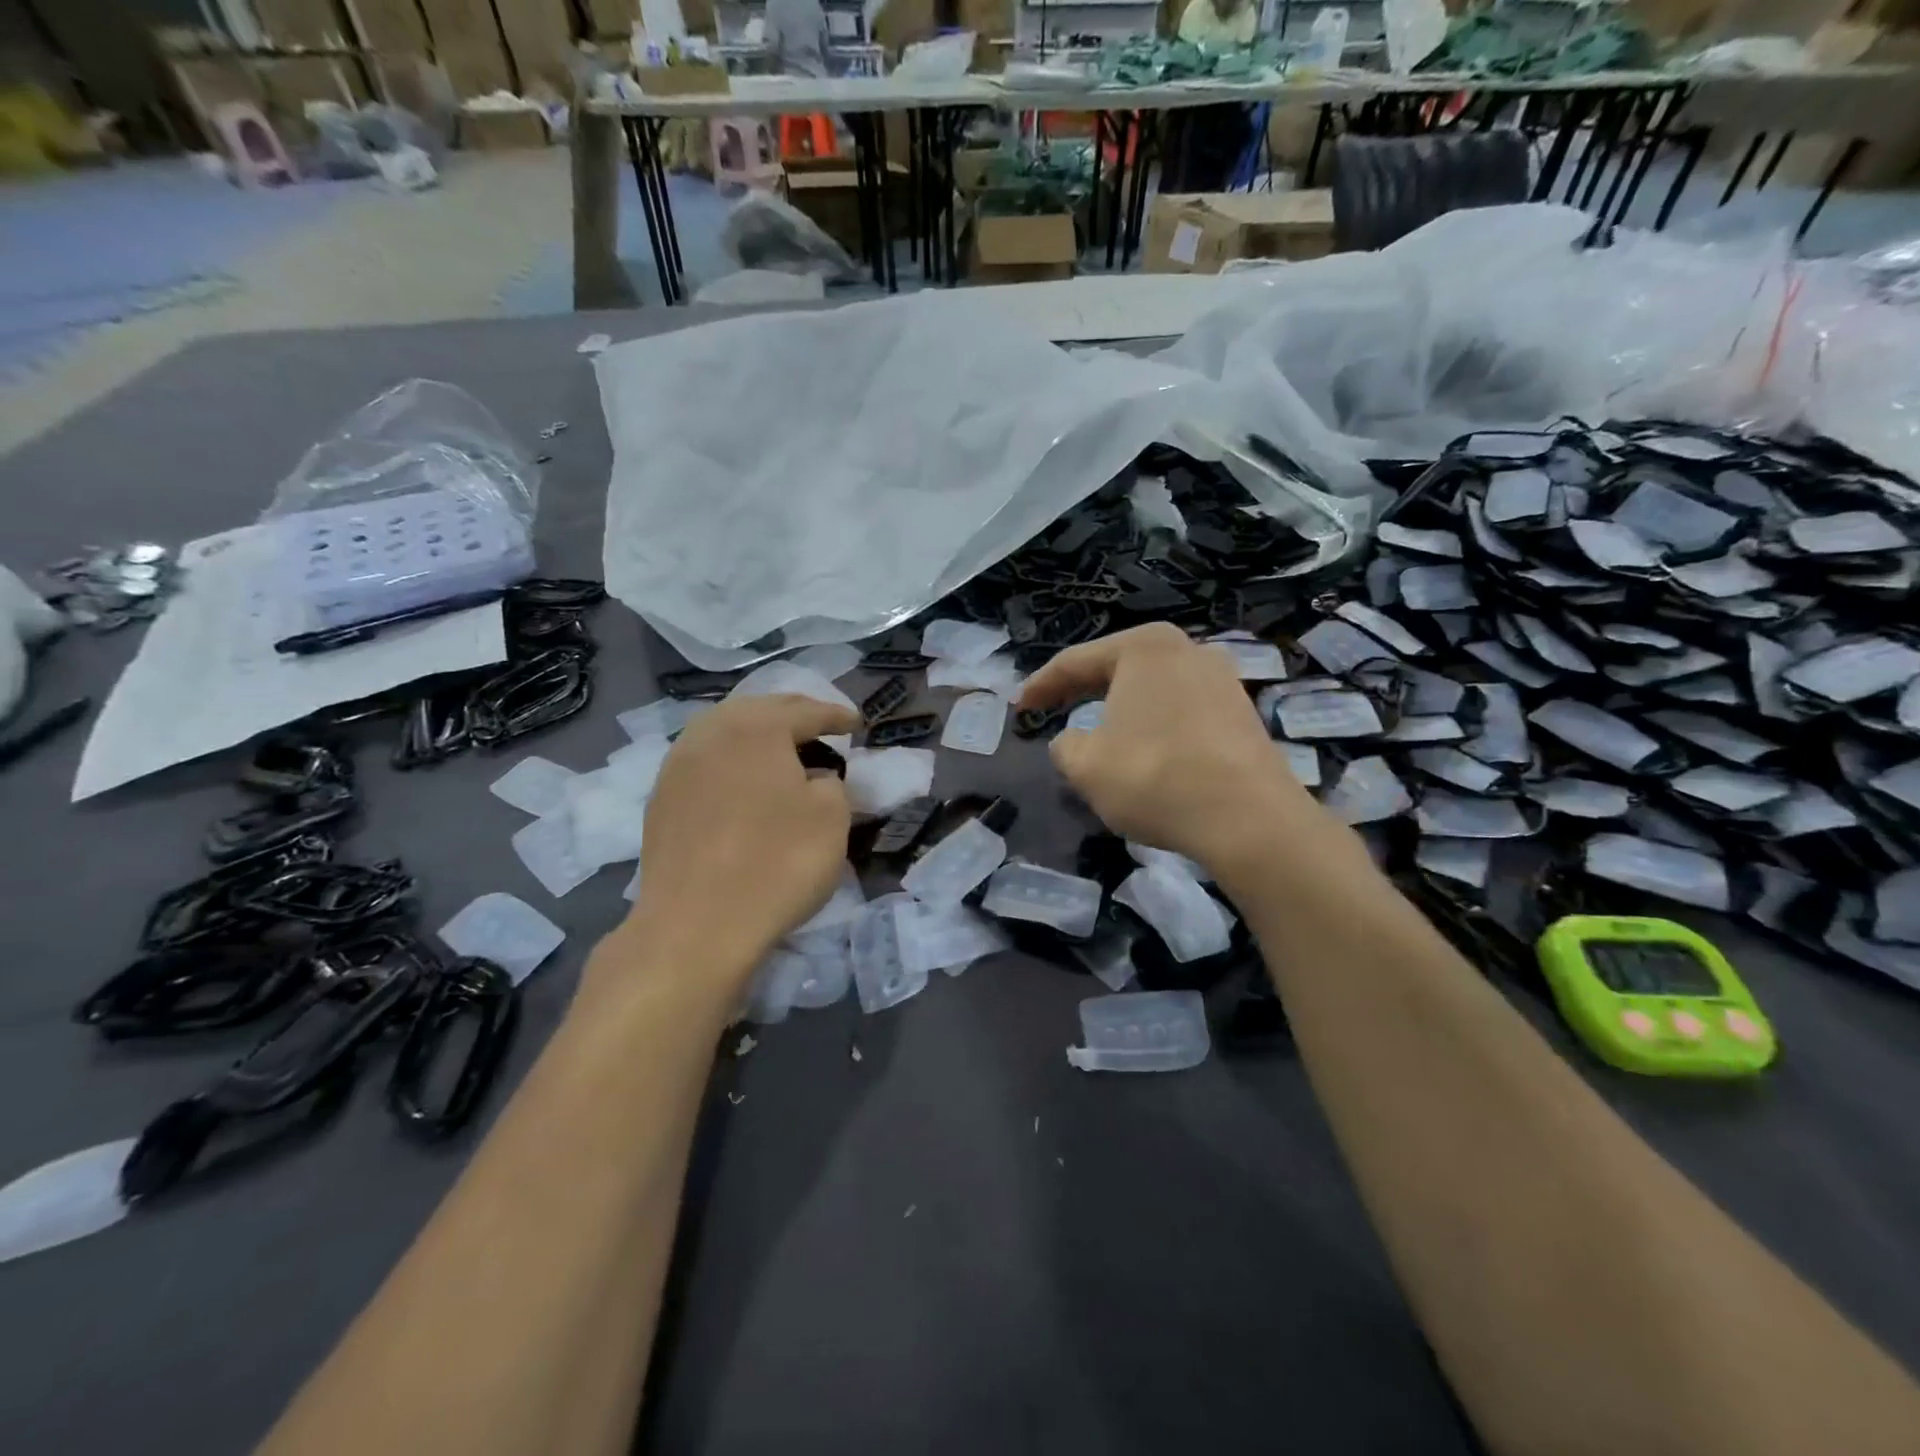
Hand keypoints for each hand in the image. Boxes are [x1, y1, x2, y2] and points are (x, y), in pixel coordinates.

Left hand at [629, 694, 857, 979]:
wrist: (695, 926)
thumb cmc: (776, 863)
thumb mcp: (831, 818)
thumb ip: (832, 783)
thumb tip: (814, 779)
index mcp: (756, 727)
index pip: (806, 711)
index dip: (836, 716)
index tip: (857, 723)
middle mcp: (710, 733)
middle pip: (758, 709)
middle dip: (793, 714)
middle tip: (819, 724)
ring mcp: (678, 765)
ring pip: (724, 732)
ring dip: (756, 734)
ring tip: (780, 748)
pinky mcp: (661, 800)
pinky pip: (704, 761)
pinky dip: (731, 761)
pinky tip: (742, 781)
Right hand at [1017, 624, 1333, 877]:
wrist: (1248, 818)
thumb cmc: (1154, 777)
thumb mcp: (1085, 765)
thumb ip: (1065, 745)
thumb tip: (1072, 741)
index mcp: (1144, 647)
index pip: (1075, 662)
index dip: (1040, 686)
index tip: (1018, 708)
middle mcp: (1186, 649)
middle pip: (1117, 668)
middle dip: (1080, 691)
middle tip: (1050, 711)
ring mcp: (1222, 679)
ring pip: (1152, 690)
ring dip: (1120, 709)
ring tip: (1097, 732)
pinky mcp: (1242, 712)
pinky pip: (1181, 710)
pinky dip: (1154, 725)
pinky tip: (1145, 750)